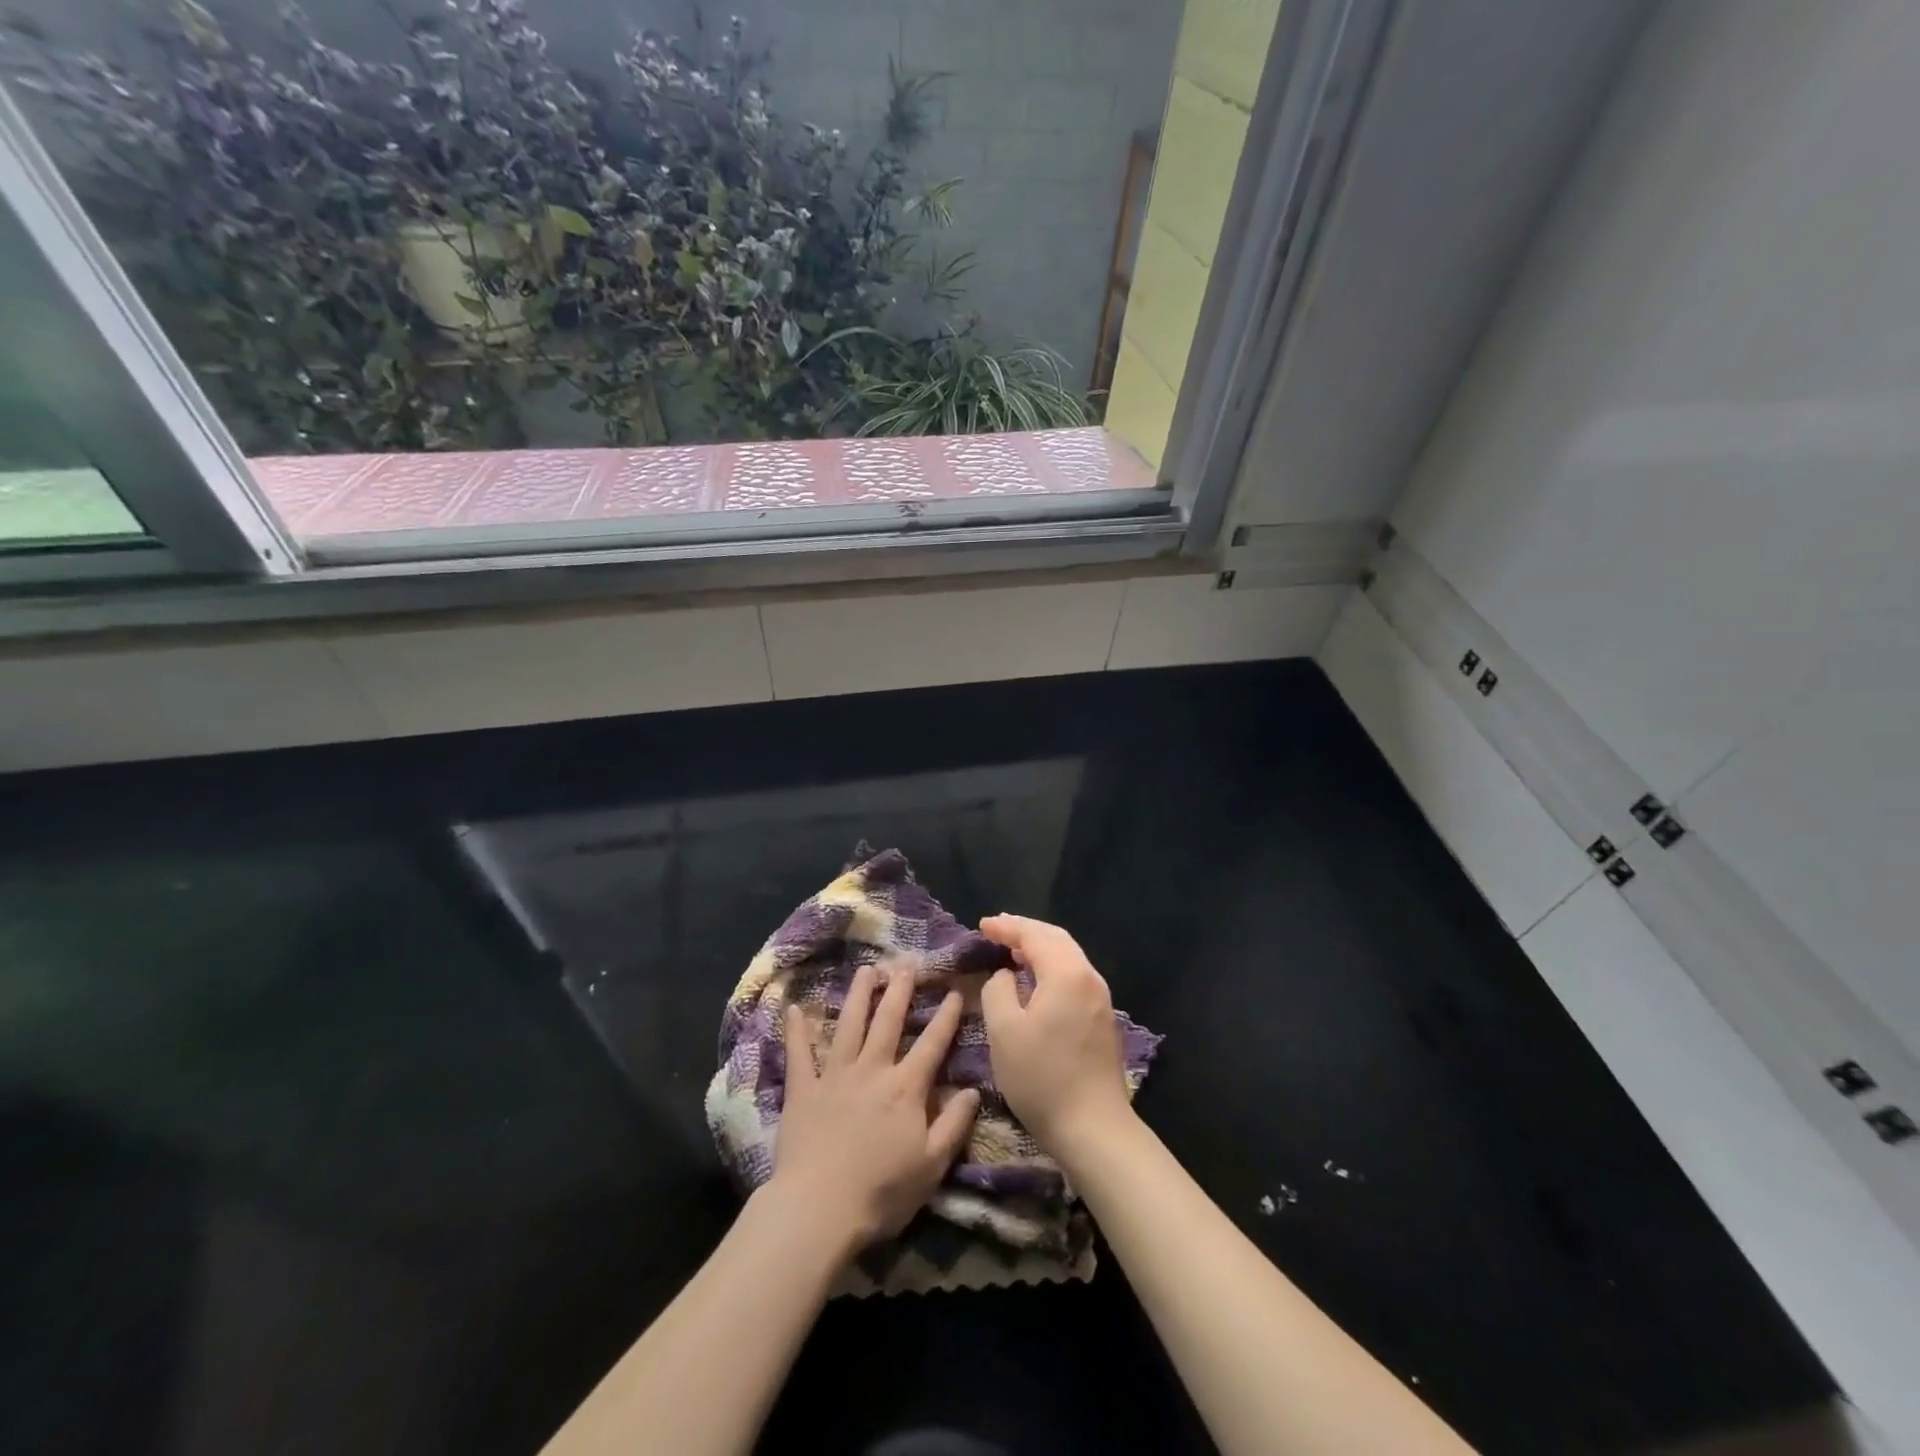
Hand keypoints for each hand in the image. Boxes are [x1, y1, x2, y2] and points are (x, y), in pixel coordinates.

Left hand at [767, 960, 979, 1250]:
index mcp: (906, 1088)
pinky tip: (792, 1008)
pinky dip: (795, 1030)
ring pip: (849, 1025)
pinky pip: (798, 1054)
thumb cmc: (881, 1192)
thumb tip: (974, 1090)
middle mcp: (872, 1070)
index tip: (953, 991)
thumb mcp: (931, 1166)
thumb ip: (954, 1125)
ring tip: (866, 970)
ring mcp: (834, 1076)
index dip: (945, 1017)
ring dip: (858, 995)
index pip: (932, 1044)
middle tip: (906, 962)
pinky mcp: (802, 1090)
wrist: (818, 1209)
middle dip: (900, 990)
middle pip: (888, 1022)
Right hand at [978, 914, 1134, 1155]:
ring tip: (1013, 950)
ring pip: (1068, 957)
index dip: (1007, 927)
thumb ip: (998, 991)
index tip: (982, 924)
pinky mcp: (1102, 1020)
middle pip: (1057, 939)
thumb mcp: (1004, 1031)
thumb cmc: (1042, 1077)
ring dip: (1040, 948)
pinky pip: (1074, 976)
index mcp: (1066, 974)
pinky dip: (1051, 966)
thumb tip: (1006, 976)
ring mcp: (1100, 999)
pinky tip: (1036, 980)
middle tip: (998, 929)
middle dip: (1026, 931)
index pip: (1035, 935)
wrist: (1094, 1128)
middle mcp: (1089, 978)